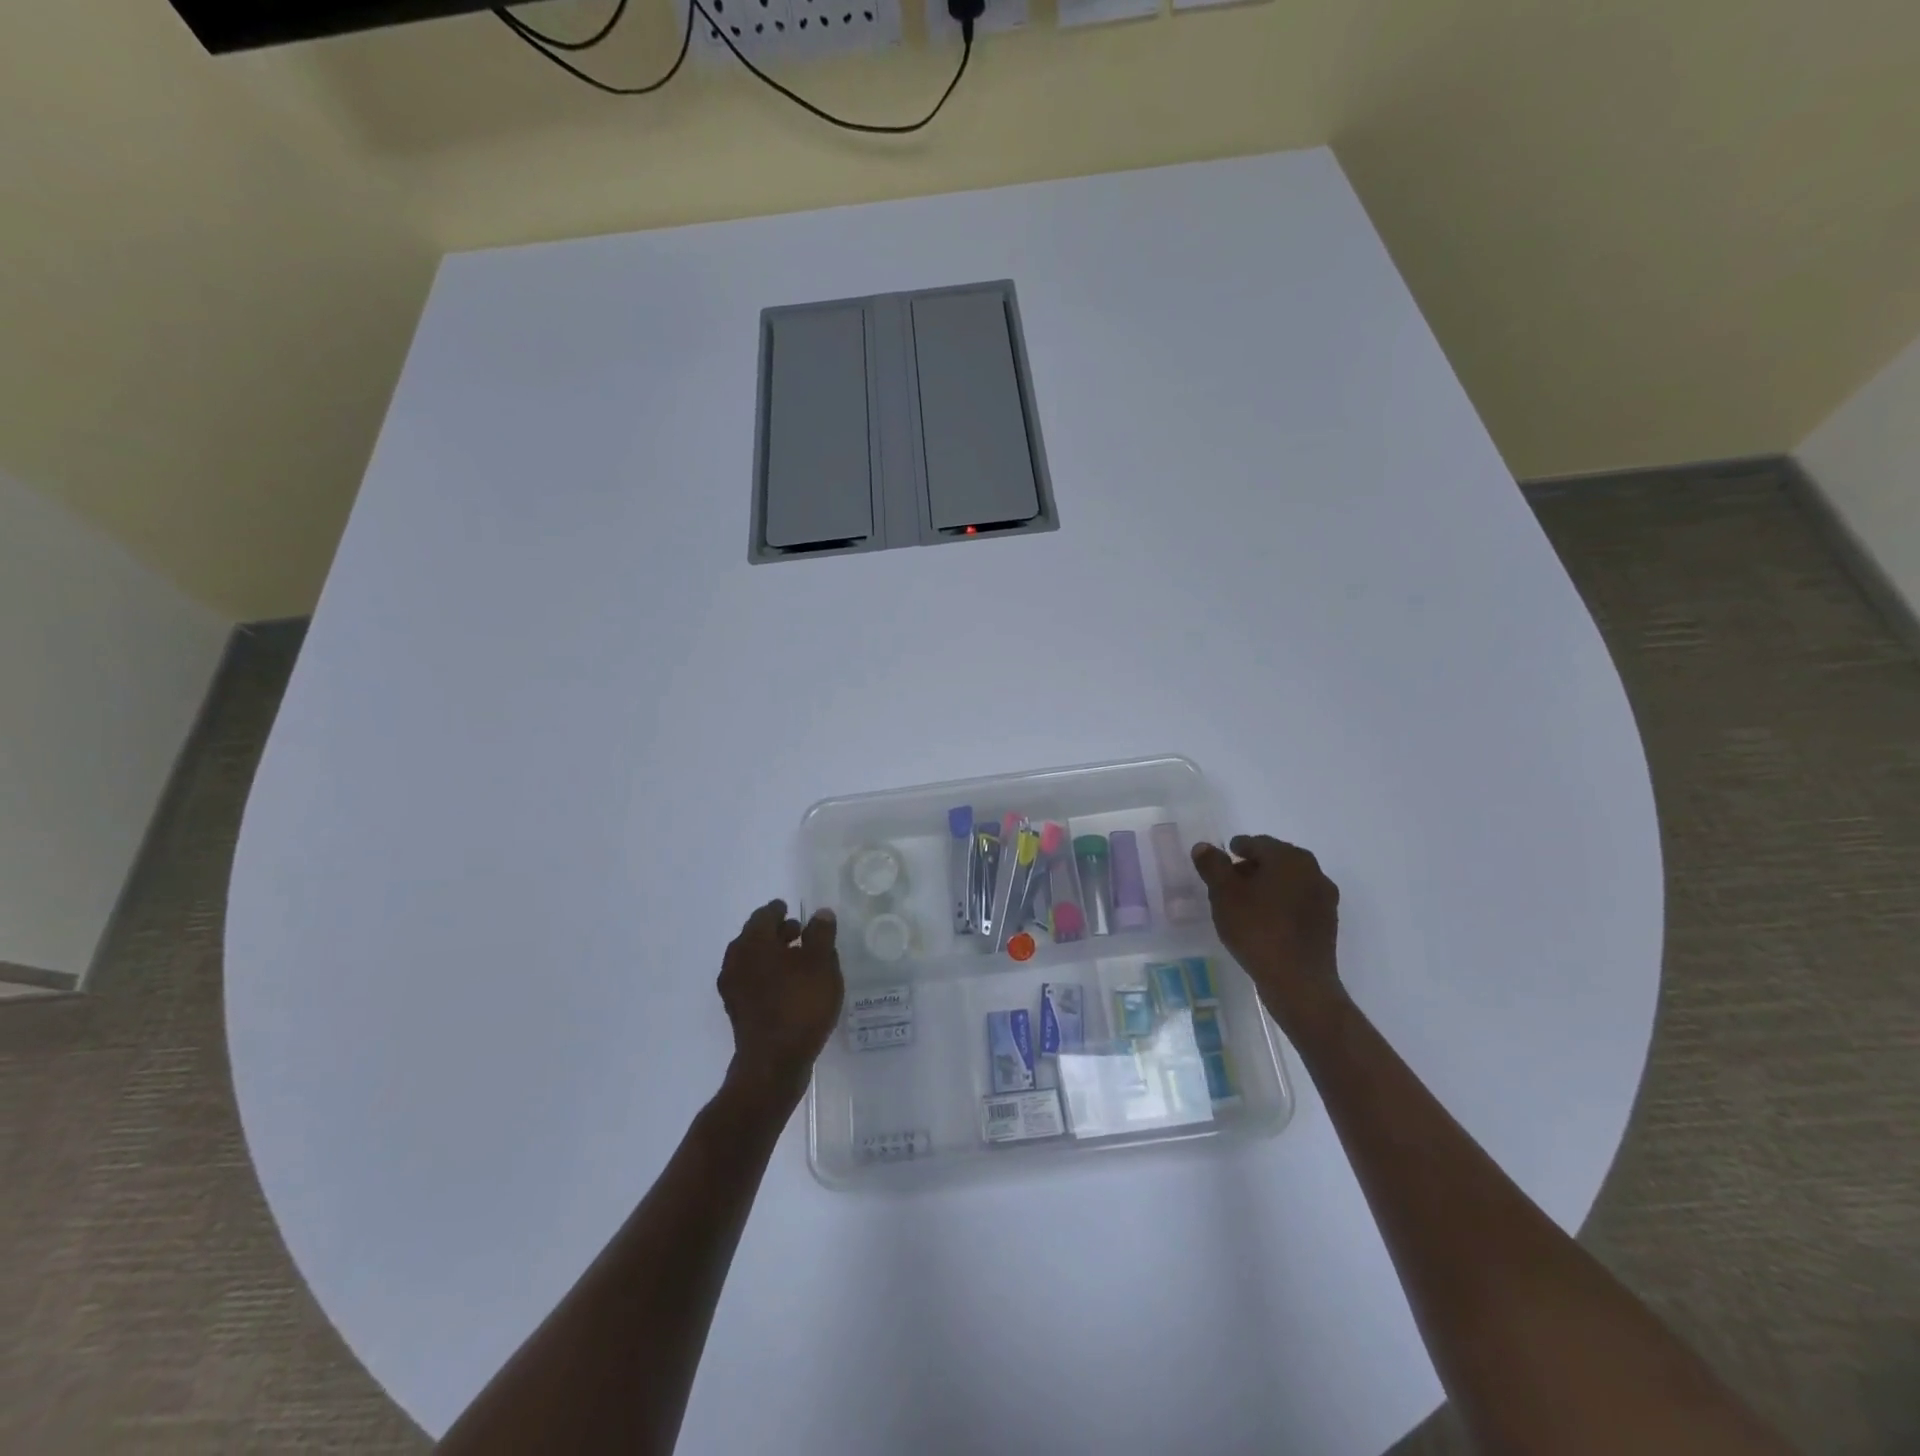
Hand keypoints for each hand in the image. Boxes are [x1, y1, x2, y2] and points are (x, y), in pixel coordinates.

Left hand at [717, 901, 843, 1104]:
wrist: (774, 1063)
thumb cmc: (800, 1004)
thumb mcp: (821, 964)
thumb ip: (821, 934)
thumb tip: (820, 913)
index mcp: (753, 942)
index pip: (764, 915)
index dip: (779, 910)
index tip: (790, 908)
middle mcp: (736, 961)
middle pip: (755, 937)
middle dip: (776, 932)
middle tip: (799, 932)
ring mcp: (733, 989)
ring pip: (753, 961)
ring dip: (772, 955)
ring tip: (798, 960)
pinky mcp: (738, 1012)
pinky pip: (753, 982)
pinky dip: (768, 976)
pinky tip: (789, 986)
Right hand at [1191, 835, 1343, 1029]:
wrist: (1298, 981)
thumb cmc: (1257, 929)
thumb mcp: (1223, 894)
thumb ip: (1212, 866)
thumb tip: (1204, 847)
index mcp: (1288, 857)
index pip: (1257, 843)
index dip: (1236, 849)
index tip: (1221, 861)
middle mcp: (1312, 870)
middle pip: (1275, 860)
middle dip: (1252, 867)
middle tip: (1229, 882)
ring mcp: (1324, 897)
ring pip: (1288, 882)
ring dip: (1267, 886)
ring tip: (1245, 904)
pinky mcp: (1327, 922)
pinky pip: (1298, 902)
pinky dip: (1281, 904)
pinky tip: (1265, 921)